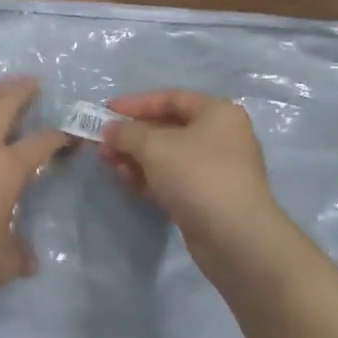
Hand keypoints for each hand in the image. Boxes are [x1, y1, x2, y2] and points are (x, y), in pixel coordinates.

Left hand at [0, 77, 68, 305]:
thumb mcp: (1, 263)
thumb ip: (18, 256)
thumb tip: (29, 261)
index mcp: (7, 168)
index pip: (40, 144)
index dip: (57, 138)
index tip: (67, 136)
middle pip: (4, 107)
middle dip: (21, 91)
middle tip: (33, 81)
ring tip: (0, 90)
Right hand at [100, 90, 291, 273]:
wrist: (236, 238)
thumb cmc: (197, 176)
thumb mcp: (154, 146)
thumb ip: (127, 132)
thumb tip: (109, 130)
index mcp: (217, 112)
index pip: (171, 98)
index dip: (136, 103)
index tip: (106, 111)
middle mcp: (221, 136)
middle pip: (168, 127)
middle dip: (132, 135)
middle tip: (102, 143)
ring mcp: (216, 169)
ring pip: (168, 156)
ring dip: (136, 157)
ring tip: (108, 162)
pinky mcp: (208, 198)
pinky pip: (173, 179)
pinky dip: (149, 177)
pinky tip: (126, 181)